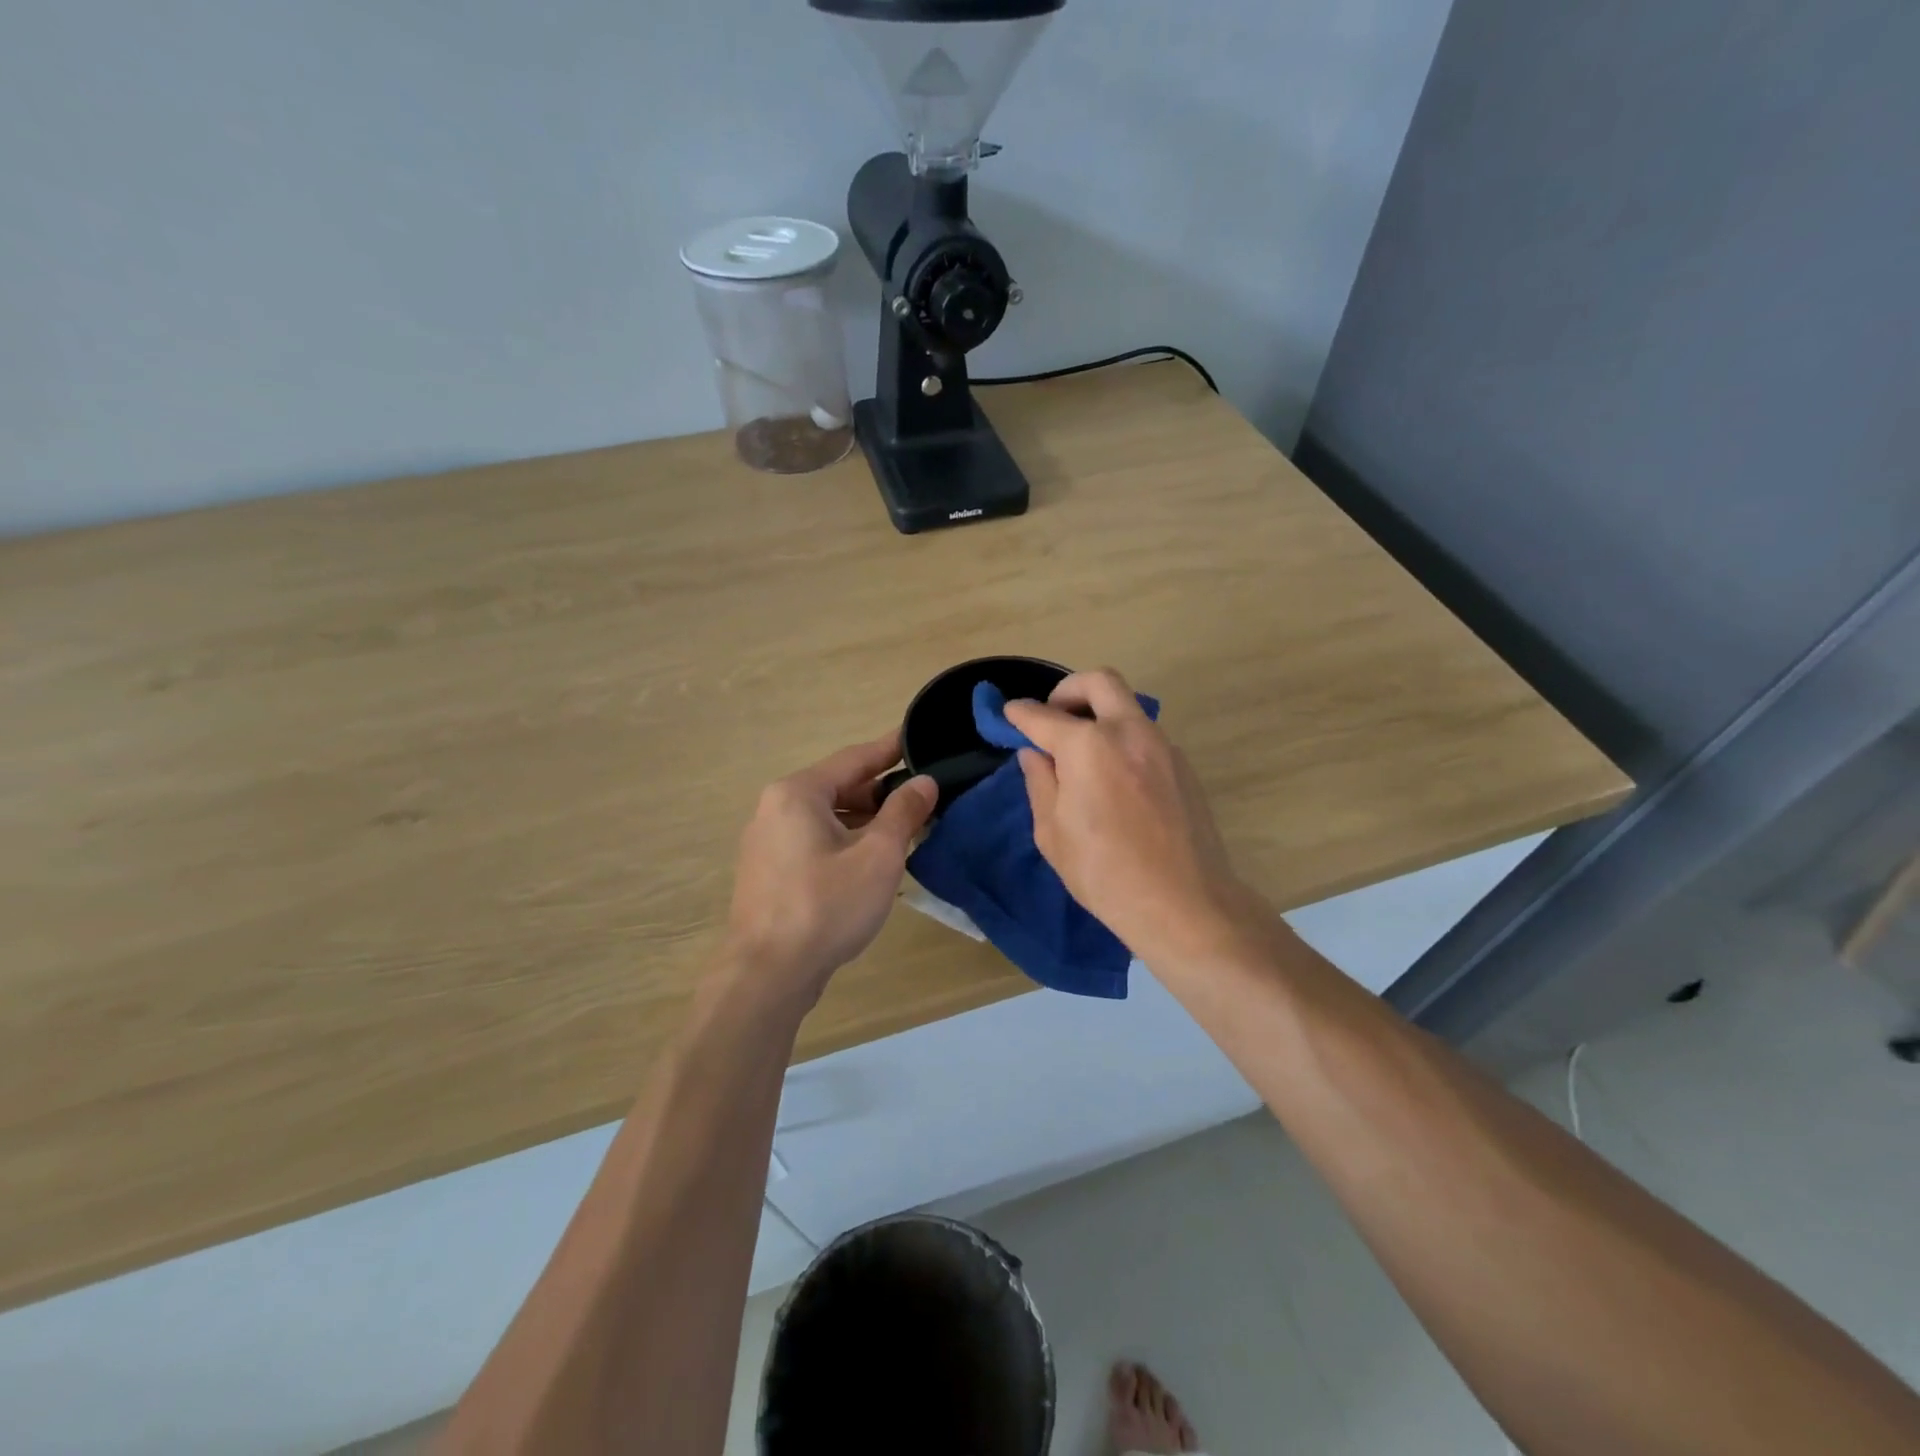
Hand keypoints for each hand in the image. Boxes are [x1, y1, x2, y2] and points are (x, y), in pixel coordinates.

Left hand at [721, 730, 936, 1007]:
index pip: (854, 758)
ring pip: (827, 817)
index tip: (919, 738)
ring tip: (907, 827)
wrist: (768, 974)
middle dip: (882, 791)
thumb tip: (924, 782)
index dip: (891, 749)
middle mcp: (775, 808)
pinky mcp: (769, 872)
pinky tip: (873, 858)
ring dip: (866, 820)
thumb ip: (903, 812)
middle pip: (839, 787)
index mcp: (798, 793)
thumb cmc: (827, 906)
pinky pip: (814, 841)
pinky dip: (845, 841)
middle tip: (924, 794)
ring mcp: (767, 842)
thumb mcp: (878, 855)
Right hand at [1006, 669, 1245, 963]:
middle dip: (1068, 690)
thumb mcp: (1053, 833)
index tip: (1008, 714)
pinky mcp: (1183, 766)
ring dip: (1099, 715)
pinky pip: (1145, 736)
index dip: (1020, 714)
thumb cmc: (1105, 874)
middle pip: (1098, 682)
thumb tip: (1035, 754)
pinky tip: (1114, 780)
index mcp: (1088, 746)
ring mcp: (1162, 746)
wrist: (1184, 904)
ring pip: (1127, 707)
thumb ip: (1040, 783)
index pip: (1043, 717)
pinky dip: (1122, 741)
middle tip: (1052, 717)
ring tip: (1081, 755)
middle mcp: (1128, 732)